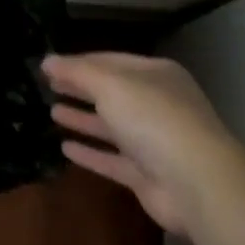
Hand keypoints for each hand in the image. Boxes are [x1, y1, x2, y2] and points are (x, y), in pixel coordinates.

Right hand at [42, 52, 244, 233]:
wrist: (197, 183)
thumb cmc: (154, 120)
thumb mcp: (110, 85)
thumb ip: (76, 72)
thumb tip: (47, 61)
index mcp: (156, 76)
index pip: (110, 61)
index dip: (78, 62)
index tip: (48, 66)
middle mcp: (157, 105)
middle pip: (111, 93)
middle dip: (80, 89)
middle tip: (48, 86)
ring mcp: (154, 142)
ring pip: (111, 126)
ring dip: (83, 119)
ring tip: (52, 112)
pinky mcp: (147, 175)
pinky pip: (112, 159)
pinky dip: (90, 153)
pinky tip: (65, 148)